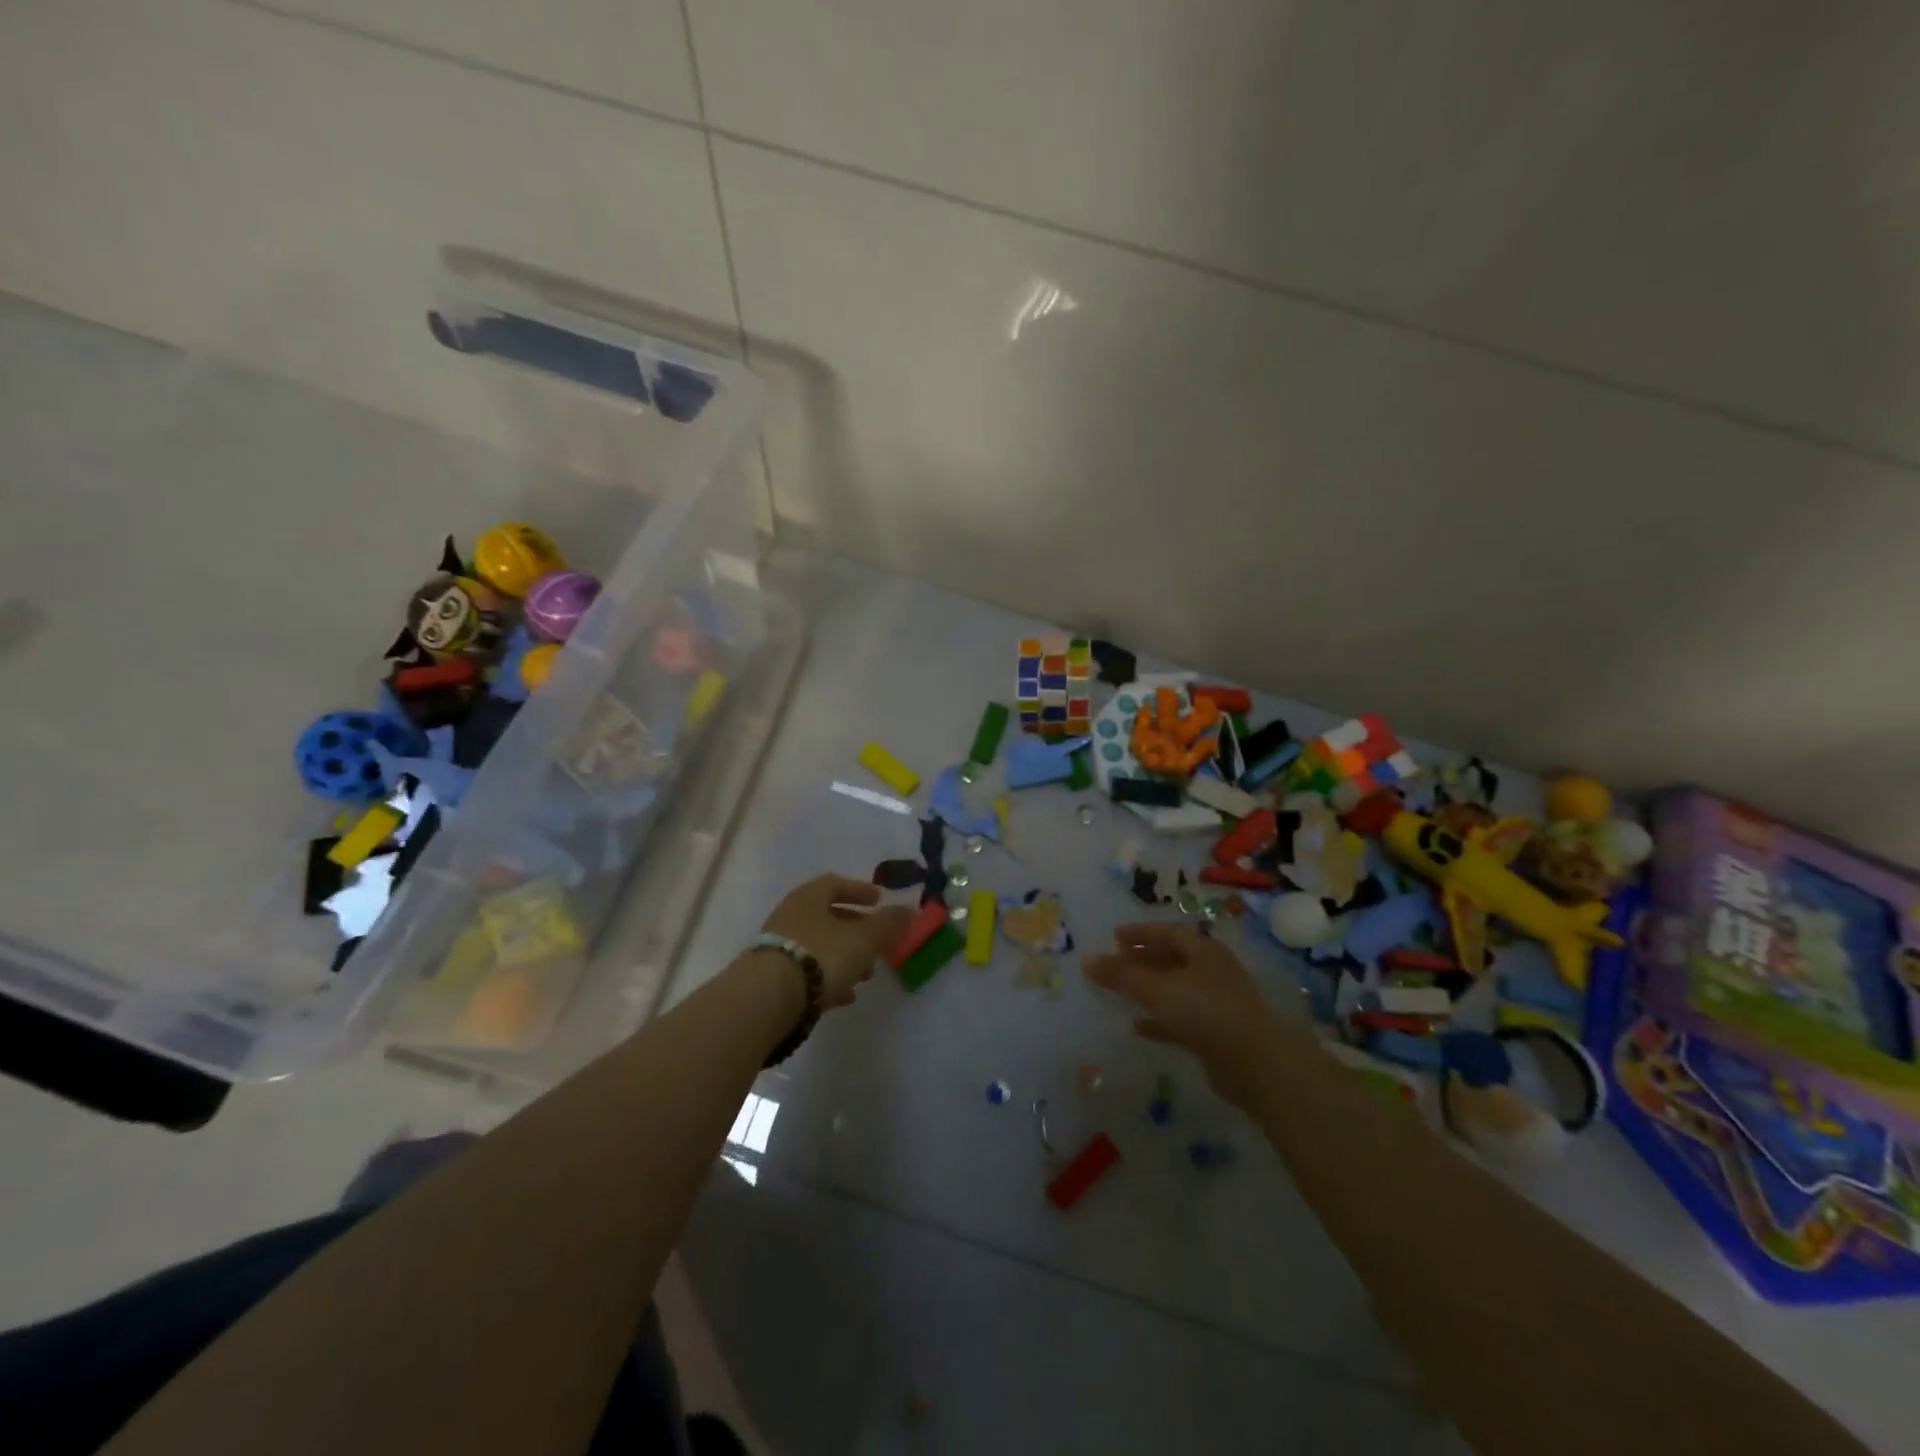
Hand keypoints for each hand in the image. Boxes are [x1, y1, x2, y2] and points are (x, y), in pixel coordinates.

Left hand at [760, 875, 911, 1007]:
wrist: (768, 998)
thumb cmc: (822, 955)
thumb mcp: (864, 939)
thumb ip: (888, 924)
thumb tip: (910, 908)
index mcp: (809, 896)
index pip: (835, 883)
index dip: (859, 890)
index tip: (879, 901)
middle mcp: (790, 915)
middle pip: (828, 916)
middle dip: (856, 930)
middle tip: (878, 943)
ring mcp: (778, 946)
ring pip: (819, 945)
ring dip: (845, 956)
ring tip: (866, 976)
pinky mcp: (772, 977)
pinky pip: (807, 972)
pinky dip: (829, 978)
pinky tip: (844, 996)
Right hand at [1083, 922, 1294, 1109]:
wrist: (1257, 1064)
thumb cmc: (1206, 1012)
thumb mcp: (1158, 989)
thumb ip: (1121, 976)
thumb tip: (1086, 960)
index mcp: (1203, 950)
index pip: (1168, 932)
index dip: (1140, 933)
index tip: (1114, 937)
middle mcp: (1212, 971)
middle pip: (1172, 959)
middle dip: (1143, 960)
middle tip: (1116, 962)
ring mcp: (1216, 1002)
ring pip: (1176, 989)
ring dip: (1149, 989)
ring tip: (1121, 992)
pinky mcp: (1216, 1033)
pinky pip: (1181, 1019)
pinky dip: (1160, 1019)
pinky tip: (1138, 1026)